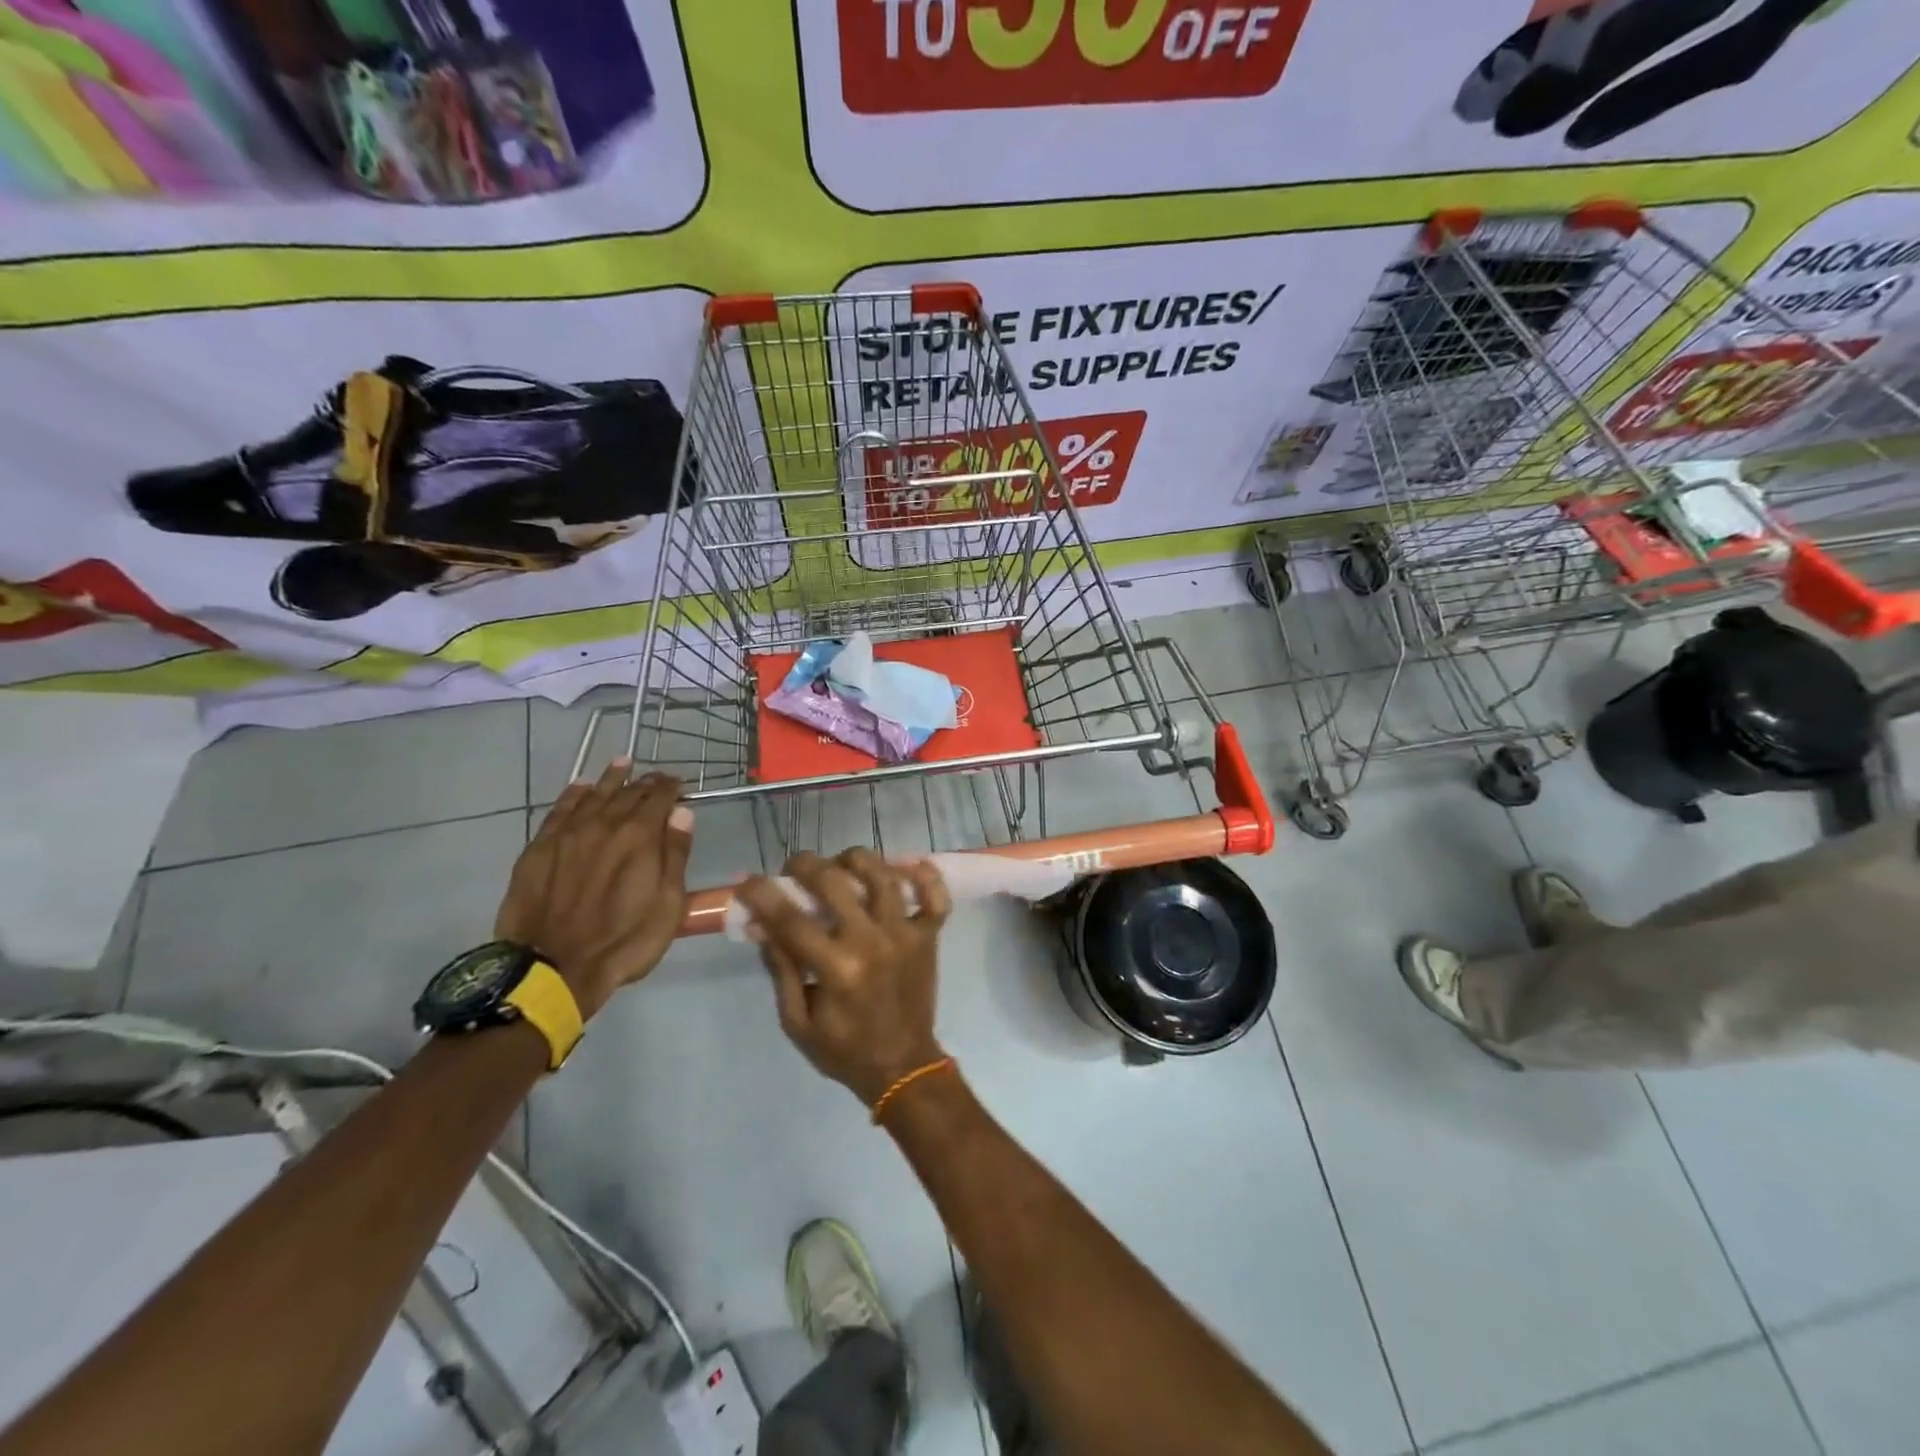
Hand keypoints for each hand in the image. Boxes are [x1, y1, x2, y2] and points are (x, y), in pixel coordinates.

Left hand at [494, 763, 693, 1018]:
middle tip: (655, 778)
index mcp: (640, 837)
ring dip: (611, 778)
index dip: (671, 787)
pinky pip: (559, 810)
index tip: (679, 784)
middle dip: (645, 782)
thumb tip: (682, 814)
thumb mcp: (667, 905)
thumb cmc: (623, 942)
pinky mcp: (539, 849)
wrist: (552, 968)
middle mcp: (604, 824)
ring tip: (622, 764)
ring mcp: (568, 834)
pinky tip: (580, 788)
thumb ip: (676, 855)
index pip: (659, 798)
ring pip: (593, 794)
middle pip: (628, 793)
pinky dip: (573, 795)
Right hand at [737, 849, 950, 1105]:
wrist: (903, 1066)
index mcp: (836, 969)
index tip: (747, 881)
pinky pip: (936, 896)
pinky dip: (925, 876)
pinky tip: (906, 865)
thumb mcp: (797, 1021)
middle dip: (806, 865)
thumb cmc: (844, 1049)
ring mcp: (905, 935)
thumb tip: (763, 925)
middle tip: (794, 868)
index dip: (763, 894)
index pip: (791, 919)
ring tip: (840, 863)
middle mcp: (872, 942)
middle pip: (836, 883)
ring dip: (857, 860)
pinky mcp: (929, 936)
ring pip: (883, 876)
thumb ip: (781, 970)